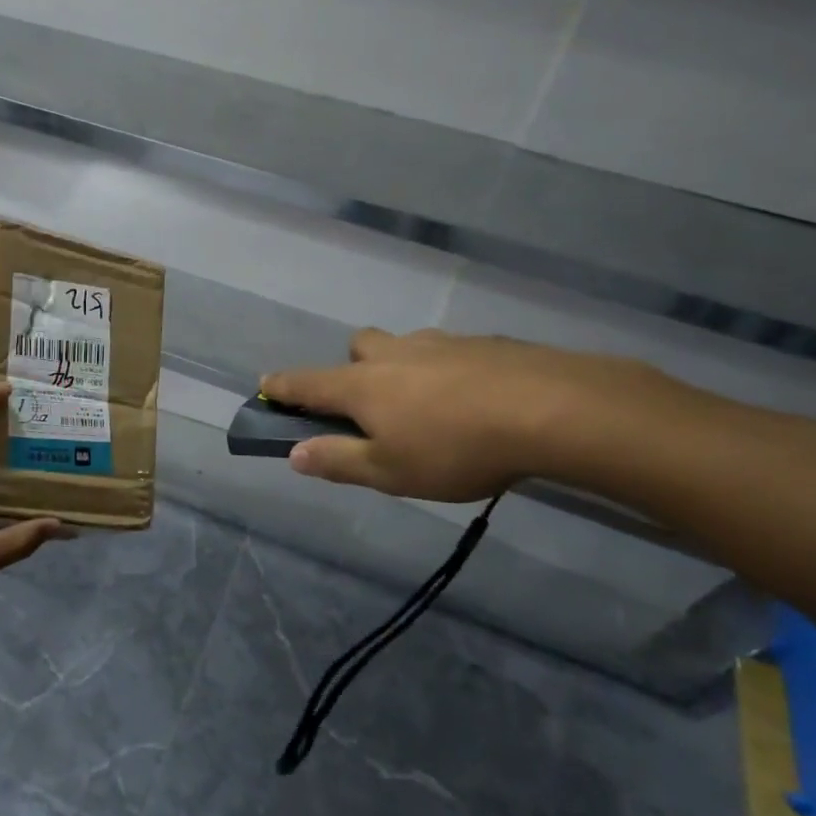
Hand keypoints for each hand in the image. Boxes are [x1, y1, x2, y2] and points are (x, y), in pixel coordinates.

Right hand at [261, 328, 659, 501]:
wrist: (549, 409)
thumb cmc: (455, 448)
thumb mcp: (390, 472)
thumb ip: (338, 461)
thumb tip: (294, 454)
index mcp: (363, 385)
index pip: (308, 382)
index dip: (283, 386)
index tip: (266, 384)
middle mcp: (395, 354)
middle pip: (358, 345)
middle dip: (353, 367)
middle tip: (372, 403)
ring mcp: (440, 343)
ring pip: (406, 345)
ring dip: (402, 367)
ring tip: (429, 406)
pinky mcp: (483, 344)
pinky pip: (449, 352)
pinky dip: (446, 371)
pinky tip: (474, 400)